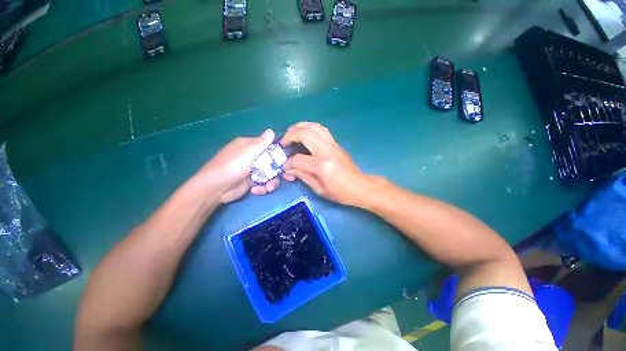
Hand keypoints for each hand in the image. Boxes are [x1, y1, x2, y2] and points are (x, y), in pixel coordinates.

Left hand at [197, 129, 280, 202]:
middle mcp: (252, 157)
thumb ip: (261, 143)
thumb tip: (271, 130)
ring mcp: (252, 170)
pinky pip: (264, 182)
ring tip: (269, 188)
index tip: (287, 160)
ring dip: (271, 182)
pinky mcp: (252, 181)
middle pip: (271, 162)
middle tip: (287, 177)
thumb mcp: (247, 153)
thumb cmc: (231, 167)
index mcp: (249, 146)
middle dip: (278, 171)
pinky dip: (263, 187)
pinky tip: (256, 190)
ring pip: (269, 174)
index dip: (279, 152)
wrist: (216, 189)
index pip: (268, 146)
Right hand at [281, 122, 371, 205]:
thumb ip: (302, 176)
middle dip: (290, 135)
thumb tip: (289, 169)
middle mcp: (327, 150)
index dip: (288, 163)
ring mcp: (333, 144)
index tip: (284, 166)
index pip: (298, 159)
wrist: (359, 186)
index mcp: (322, 165)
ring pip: (314, 127)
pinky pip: (322, 129)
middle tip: (283, 142)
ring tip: (291, 131)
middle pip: (305, 134)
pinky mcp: (336, 143)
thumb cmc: (340, 192)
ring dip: (300, 126)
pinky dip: (310, 128)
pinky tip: (305, 133)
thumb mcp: (319, 188)